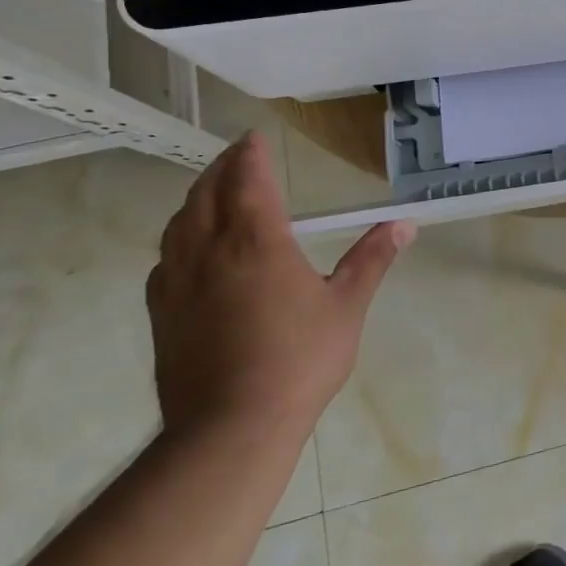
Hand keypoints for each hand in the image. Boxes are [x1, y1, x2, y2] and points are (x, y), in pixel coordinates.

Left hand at [146, 133, 414, 442]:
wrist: (230, 428)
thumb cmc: (299, 360)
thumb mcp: (347, 306)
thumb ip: (372, 259)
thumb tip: (404, 224)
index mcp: (256, 242)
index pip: (248, 181)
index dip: (250, 155)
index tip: (255, 137)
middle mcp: (209, 251)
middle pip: (206, 193)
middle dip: (222, 168)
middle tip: (238, 155)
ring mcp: (177, 282)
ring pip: (179, 223)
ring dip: (197, 197)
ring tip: (213, 191)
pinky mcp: (161, 313)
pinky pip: (164, 258)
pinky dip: (179, 236)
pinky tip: (189, 249)